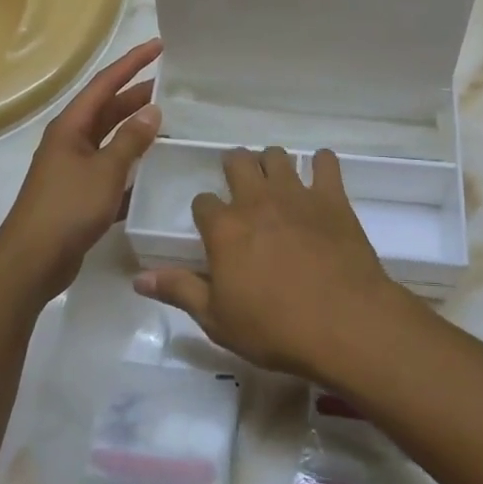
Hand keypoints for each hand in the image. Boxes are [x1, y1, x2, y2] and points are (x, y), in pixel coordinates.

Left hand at [0, 38, 162, 301]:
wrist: (32, 262)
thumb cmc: (67, 208)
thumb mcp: (105, 171)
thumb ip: (130, 140)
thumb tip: (152, 110)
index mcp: (71, 126)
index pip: (105, 84)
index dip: (132, 63)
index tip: (158, 46)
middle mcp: (70, 141)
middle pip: (108, 109)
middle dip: (137, 96)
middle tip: (173, 87)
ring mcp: (73, 168)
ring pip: (110, 140)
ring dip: (136, 131)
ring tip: (170, 123)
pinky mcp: (79, 195)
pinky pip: (110, 170)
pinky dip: (131, 166)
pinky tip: (154, 171)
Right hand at [132, 146, 409, 378]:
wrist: (343, 323)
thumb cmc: (274, 327)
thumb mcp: (217, 319)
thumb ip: (180, 291)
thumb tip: (139, 279)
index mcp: (225, 228)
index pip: (203, 201)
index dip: (205, 211)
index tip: (211, 225)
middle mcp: (256, 200)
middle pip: (238, 162)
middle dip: (234, 167)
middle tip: (240, 184)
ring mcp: (296, 194)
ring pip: (277, 156)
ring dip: (272, 163)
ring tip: (275, 180)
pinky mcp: (332, 198)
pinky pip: (326, 163)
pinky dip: (321, 164)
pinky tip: (320, 175)